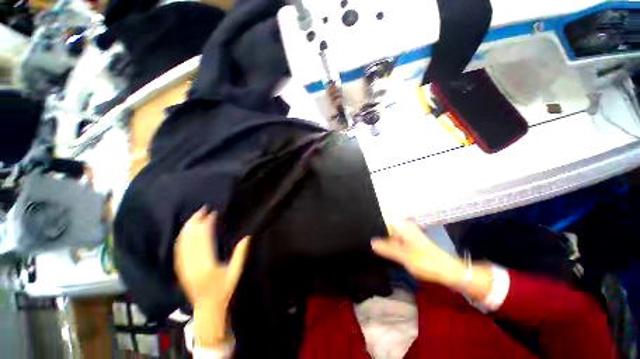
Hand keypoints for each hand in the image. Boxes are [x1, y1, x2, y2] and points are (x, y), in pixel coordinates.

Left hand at [174, 208, 249, 346]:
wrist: (207, 308)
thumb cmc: (224, 289)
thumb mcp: (236, 271)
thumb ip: (240, 253)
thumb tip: (246, 235)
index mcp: (207, 266)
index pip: (204, 240)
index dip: (207, 225)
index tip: (212, 214)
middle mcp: (192, 265)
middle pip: (191, 239)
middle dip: (196, 222)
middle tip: (202, 209)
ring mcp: (183, 268)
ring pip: (182, 244)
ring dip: (187, 228)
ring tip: (194, 216)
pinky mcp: (180, 269)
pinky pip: (178, 251)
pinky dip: (182, 238)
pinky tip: (185, 231)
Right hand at [371, 220, 465, 286]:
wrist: (448, 271)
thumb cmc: (427, 262)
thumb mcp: (404, 256)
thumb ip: (386, 249)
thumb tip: (371, 242)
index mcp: (403, 225)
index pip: (384, 215)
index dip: (372, 217)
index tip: (361, 222)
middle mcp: (404, 226)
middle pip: (385, 222)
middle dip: (374, 227)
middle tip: (362, 234)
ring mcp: (406, 233)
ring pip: (389, 230)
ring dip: (380, 235)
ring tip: (368, 240)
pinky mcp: (409, 241)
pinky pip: (393, 237)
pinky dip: (387, 241)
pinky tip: (380, 247)